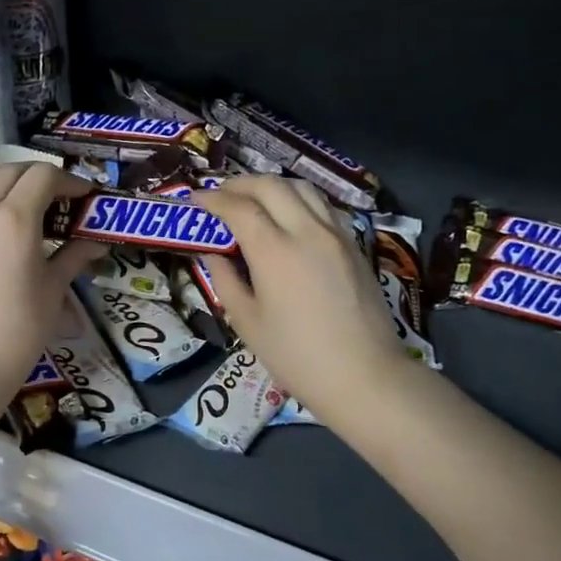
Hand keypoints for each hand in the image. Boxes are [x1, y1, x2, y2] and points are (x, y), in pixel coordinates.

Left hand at [0, 162, 101, 406]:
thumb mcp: (52, 292)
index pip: (43, 176)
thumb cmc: (17, 333)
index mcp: (14, 220)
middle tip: (48, 200)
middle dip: (34, 179)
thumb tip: (96, 242)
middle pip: (7, 172)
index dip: (67, 181)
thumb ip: (73, 258)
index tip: (80, 196)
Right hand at [194, 177, 409, 420]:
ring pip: (302, 188)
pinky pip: (322, 206)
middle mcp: (307, 231)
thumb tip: (212, 253)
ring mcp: (336, 235)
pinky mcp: (354, 245)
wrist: (365, 376)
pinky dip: (298, 200)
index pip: (239, 208)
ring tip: (253, 199)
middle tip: (220, 195)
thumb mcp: (247, 323)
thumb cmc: (297, 357)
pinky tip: (289, 217)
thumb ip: (226, 280)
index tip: (195, 199)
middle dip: (240, 184)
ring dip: (272, 186)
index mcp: (275, 251)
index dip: (213, 199)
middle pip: (271, 186)